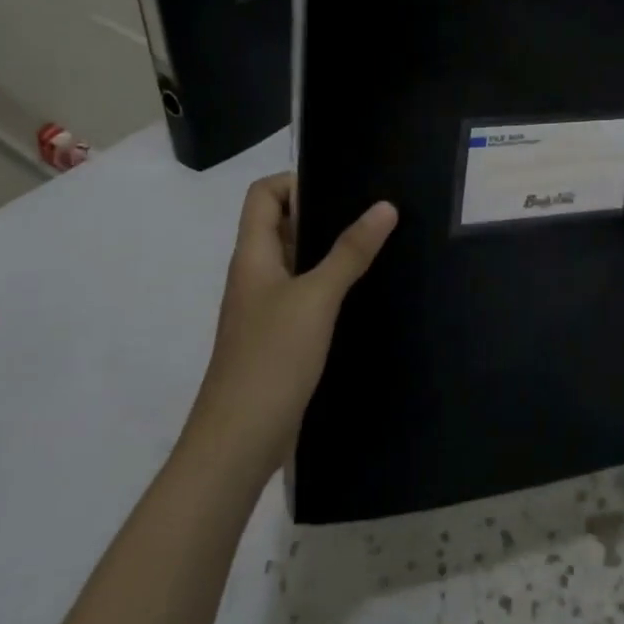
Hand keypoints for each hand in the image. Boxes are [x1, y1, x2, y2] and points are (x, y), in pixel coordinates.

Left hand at [194, 173, 396, 475]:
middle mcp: (256, 275)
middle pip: (283, 224)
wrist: (239, 442)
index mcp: (254, 256)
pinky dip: (332, 285)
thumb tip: (385, 206)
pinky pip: (306, 295)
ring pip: (298, 261)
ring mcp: (267, 308)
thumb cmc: (271, 358)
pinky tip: (365, 290)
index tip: (344, 185)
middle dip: (324, 212)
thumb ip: (350, 251)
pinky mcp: (281, 337)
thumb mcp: (316, 298)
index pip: (264, 195)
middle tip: (373, 209)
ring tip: (379, 241)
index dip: (296, 181)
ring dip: (331, 250)